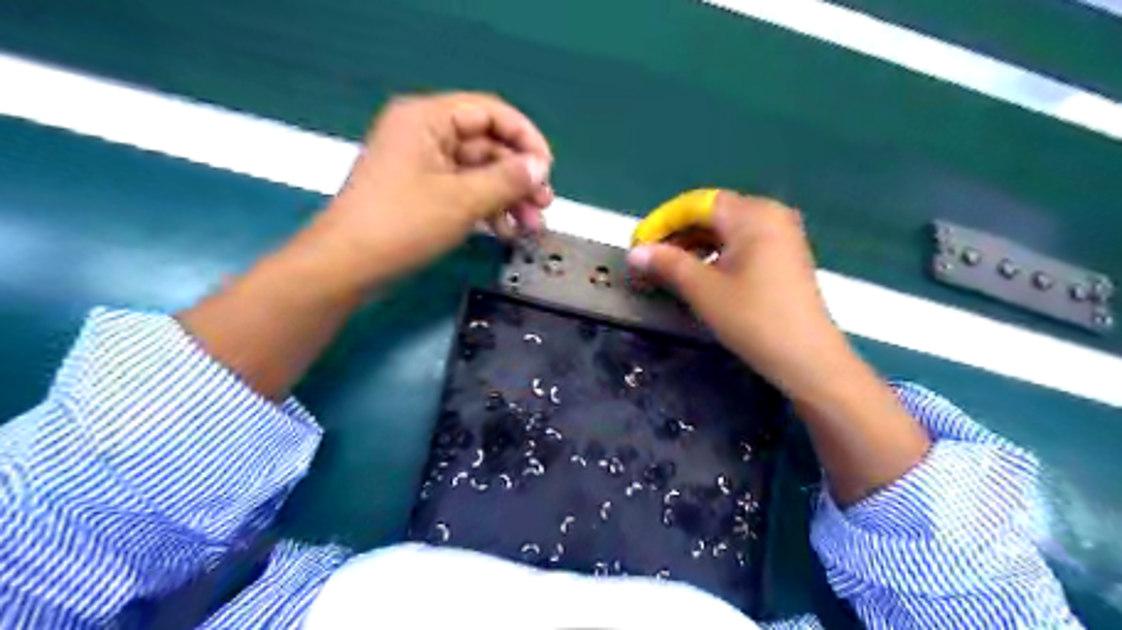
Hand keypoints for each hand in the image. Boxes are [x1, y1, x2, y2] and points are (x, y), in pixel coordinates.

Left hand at [308, 91, 553, 286]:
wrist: (348, 266)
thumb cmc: (402, 224)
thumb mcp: (462, 200)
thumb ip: (507, 180)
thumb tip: (540, 167)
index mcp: (427, 119)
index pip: (489, 112)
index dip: (524, 138)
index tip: (547, 169)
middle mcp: (425, 135)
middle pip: (487, 146)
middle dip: (519, 178)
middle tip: (545, 206)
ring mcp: (423, 166)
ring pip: (479, 173)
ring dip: (508, 198)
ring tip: (532, 226)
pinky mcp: (423, 194)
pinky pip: (465, 192)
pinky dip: (487, 210)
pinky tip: (506, 232)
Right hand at [627, 193, 845, 396]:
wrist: (807, 358)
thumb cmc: (753, 319)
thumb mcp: (704, 290)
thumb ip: (667, 264)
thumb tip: (635, 253)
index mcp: (752, 214)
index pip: (696, 204)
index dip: (662, 221)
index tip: (637, 245)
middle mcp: (769, 214)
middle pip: (711, 214)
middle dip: (677, 235)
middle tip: (649, 261)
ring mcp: (780, 235)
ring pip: (725, 231)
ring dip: (693, 247)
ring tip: (668, 271)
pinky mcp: (783, 255)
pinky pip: (741, 244)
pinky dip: (715, 255)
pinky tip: (699, 275)